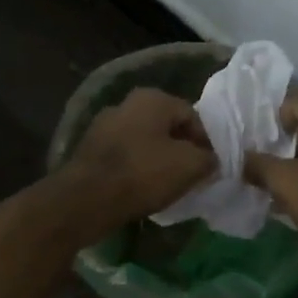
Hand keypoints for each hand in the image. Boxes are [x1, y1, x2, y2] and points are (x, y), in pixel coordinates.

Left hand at [63, 87, 215, 230]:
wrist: (87, 198)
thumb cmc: (143, 174)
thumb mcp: (189, 166)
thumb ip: (208, 159)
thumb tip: (210, 160)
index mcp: (152, 98)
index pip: (192, 116)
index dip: (206, 142)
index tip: (210, 167)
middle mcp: (126, 103)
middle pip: (166, 127)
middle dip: (181, 150)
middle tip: (191, 175)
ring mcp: (103, 125)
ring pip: (144, 141)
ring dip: (158, 159)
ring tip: (167, 185)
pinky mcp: (89, 149)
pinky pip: (124, 156)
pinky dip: (136, 169)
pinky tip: (141, 189)